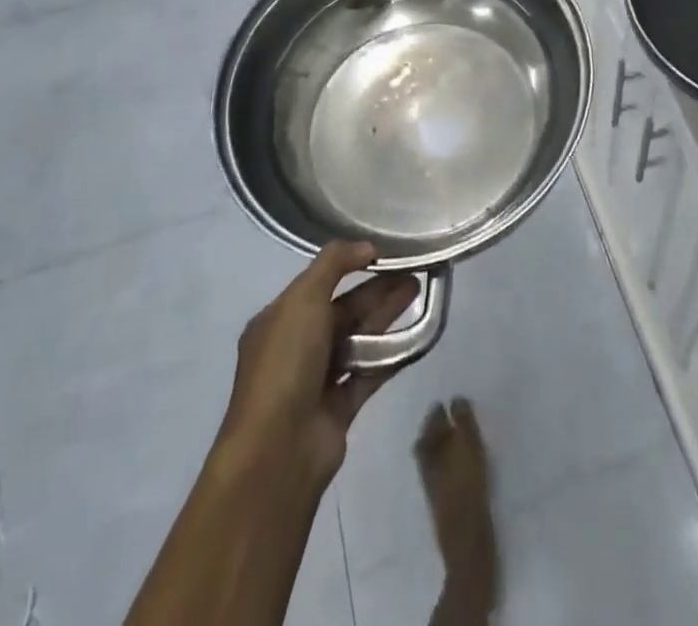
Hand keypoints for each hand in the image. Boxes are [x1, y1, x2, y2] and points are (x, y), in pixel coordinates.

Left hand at [217, 242, 419, 487]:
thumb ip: (334, 264)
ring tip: (419, 289)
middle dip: (376, 289)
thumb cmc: (286, 364)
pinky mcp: (340, 407)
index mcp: (278, 320)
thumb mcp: (303, 299)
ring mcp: (318, 379)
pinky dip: (391, 352)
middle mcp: (296, 347)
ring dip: (387, 314)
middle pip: (342, 309)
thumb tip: (366, 246)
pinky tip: (417, 334)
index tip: (383, 252)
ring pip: (359, 338)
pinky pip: (370, 371)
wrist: (279, 450)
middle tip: (413, 269)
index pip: (317, 284)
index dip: (349, 265)